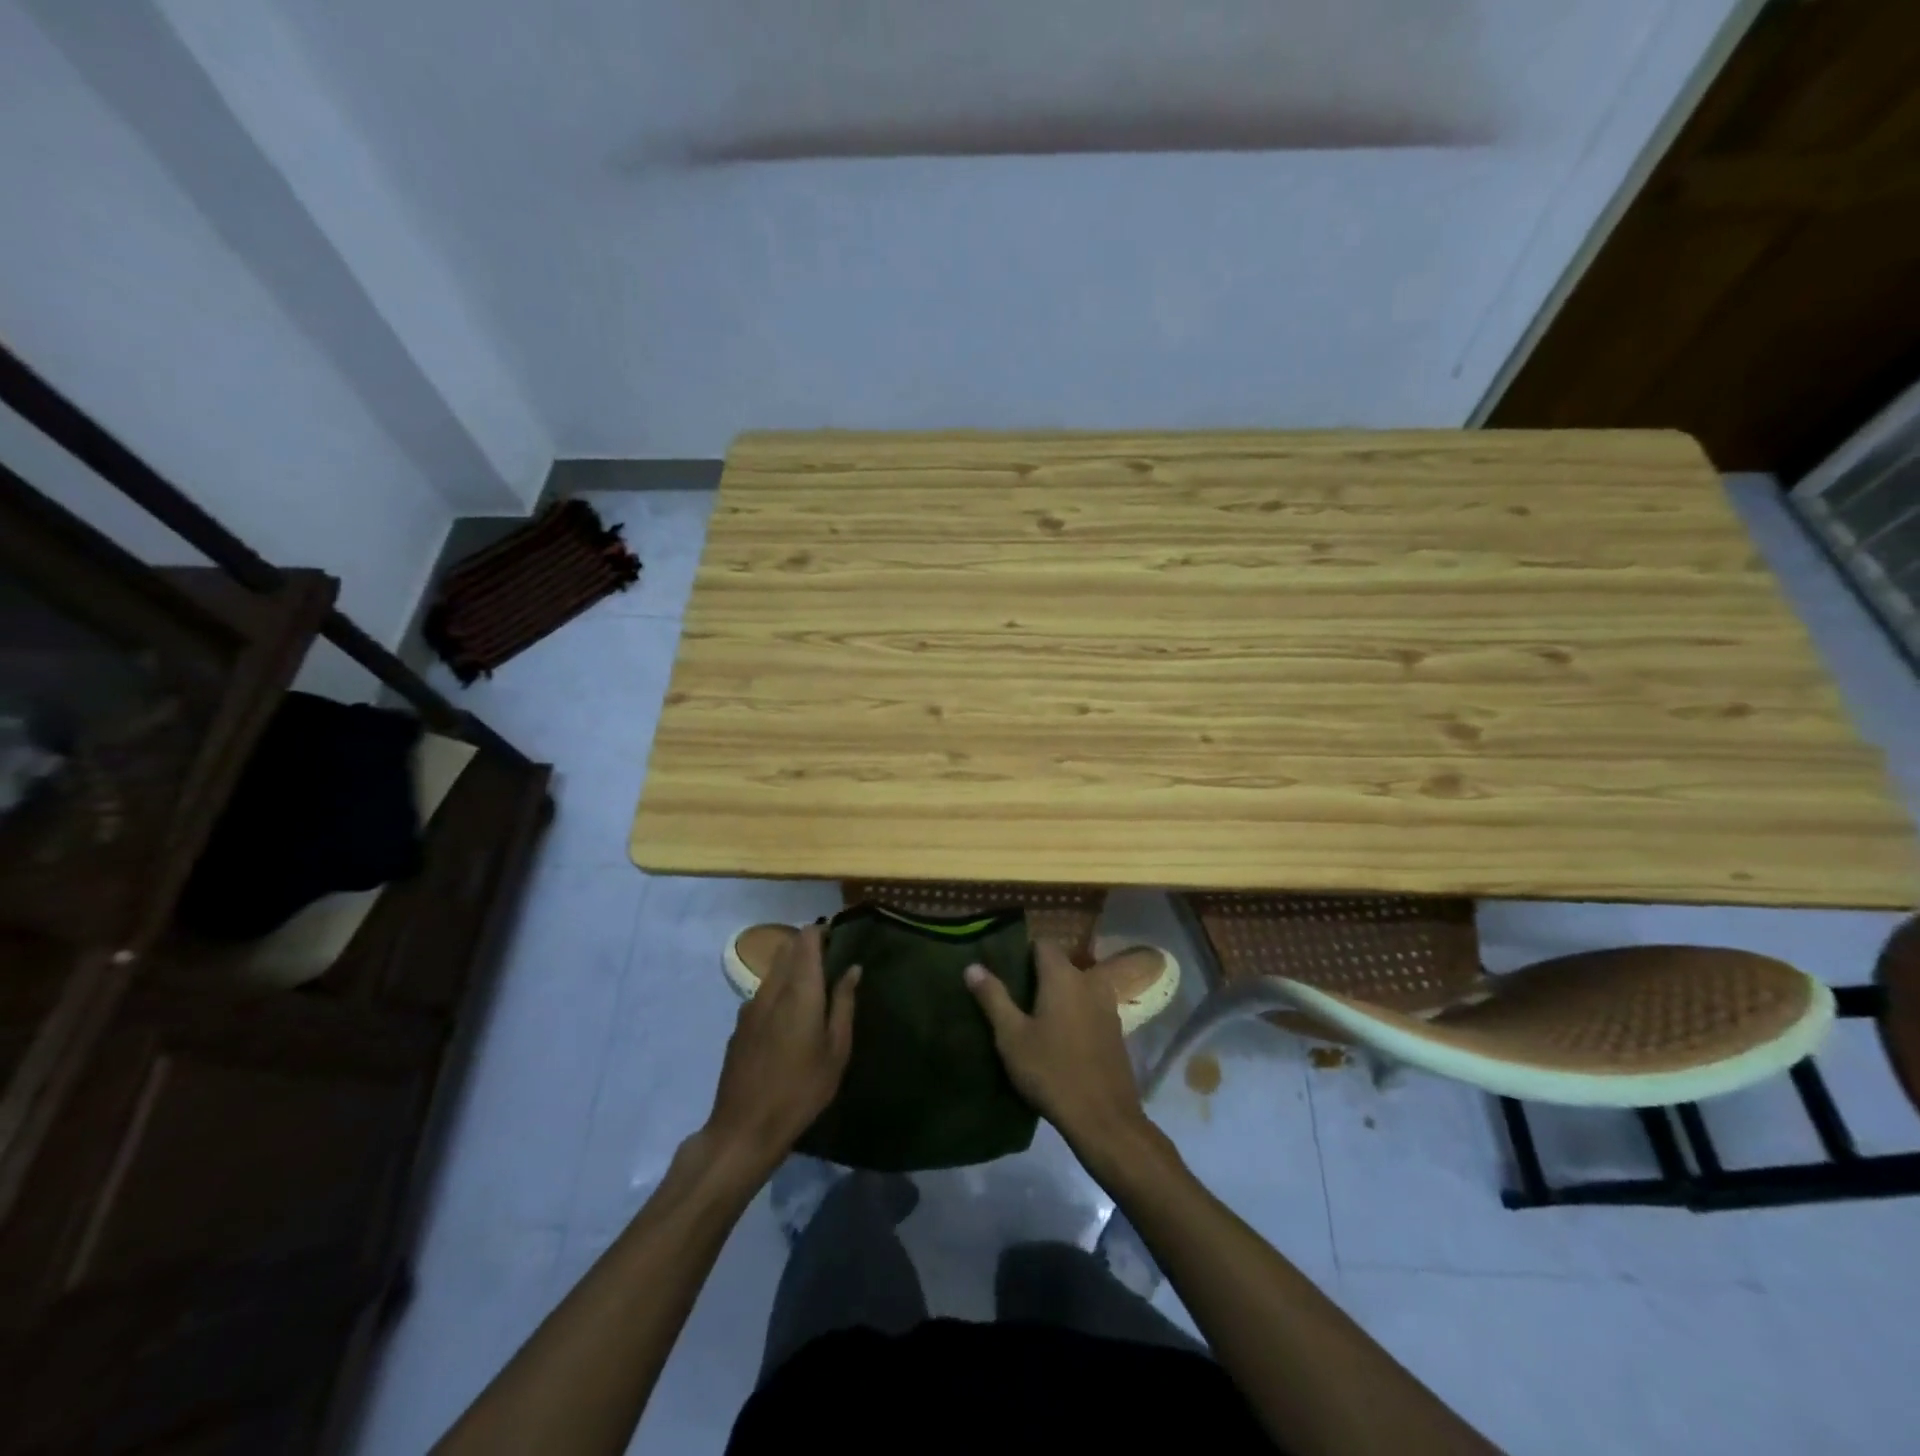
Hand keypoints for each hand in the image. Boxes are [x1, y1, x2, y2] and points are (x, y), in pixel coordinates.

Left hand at [703, 924, 859, 1177]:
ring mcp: (750, 1006)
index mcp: (799, 990)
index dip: (822, 932)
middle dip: (807, 946)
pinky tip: (789, 1018)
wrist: (744, 1128)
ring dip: (792, 968)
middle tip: (831, 960)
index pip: (806, 939)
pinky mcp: (739, 1025)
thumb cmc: (801, 1090)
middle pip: (787, 949)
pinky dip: (779, 990)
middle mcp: (772, 989)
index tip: (839, 938)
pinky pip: (762, 993)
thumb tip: (852, 969)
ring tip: (814, 988)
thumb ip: (844, 1004)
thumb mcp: (836, 1050)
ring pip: (773, 970)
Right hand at [964, 941, 1151, 1162]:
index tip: (1004, 967)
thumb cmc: (1051, 1071)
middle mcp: (1089, 981)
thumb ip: (993, 997)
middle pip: (1060, 964)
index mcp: (1062, 976)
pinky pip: (1089, 1007)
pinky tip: (1059, 1036)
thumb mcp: (1012, 1036)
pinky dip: (1074, 1011)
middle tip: (1013, 995)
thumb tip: (973, 966)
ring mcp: (1107, 1005)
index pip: (1042, 944)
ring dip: (1058, 994)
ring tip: (1034, 1015)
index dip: (1022, 951)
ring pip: (1076, 986)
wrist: (1103, 1117)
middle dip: (1038, 974)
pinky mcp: (1115, 1029)